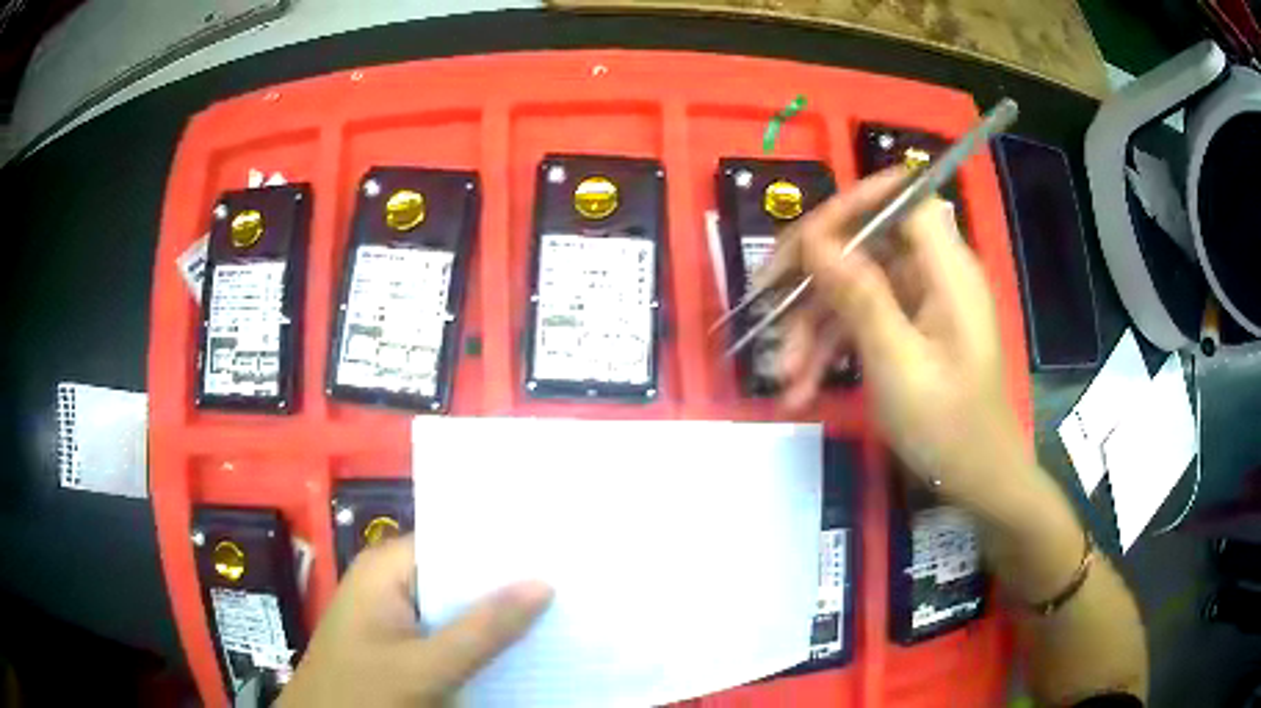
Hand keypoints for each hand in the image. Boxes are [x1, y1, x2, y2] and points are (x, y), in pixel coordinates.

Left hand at [278, 535, 551, 707]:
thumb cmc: (364, 692)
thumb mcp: (426, 665)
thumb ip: (483, 629)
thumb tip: (543, 583)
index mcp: (387, 569)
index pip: (455, 540)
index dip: (504, 544)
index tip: (558, 547)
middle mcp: (391, 582)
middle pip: (459, 573)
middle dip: (508, 581)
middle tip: (571, 579)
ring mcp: (396, 615)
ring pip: (458, 606)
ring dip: (499, 613)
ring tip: (560, 608)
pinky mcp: (402, 644)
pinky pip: (450, 632)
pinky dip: (481, 638)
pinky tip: (522, 644)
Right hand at [772, 169, 1034, 510]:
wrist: (977, 480)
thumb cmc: (948, 425)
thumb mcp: (897, 363)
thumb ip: (859, 295)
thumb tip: (815, 238)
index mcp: (946, 269)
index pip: (902, 198)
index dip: (855, 202)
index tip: (805, 237)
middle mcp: (934, 274)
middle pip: (867, 241)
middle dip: (814, 276)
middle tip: (765, 302)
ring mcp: (921, 304)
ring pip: (856, 287)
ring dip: (814, 326)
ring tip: (783, 376)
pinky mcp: (909, 331)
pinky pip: (863, 321)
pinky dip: (832, 349)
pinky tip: (801, 389)